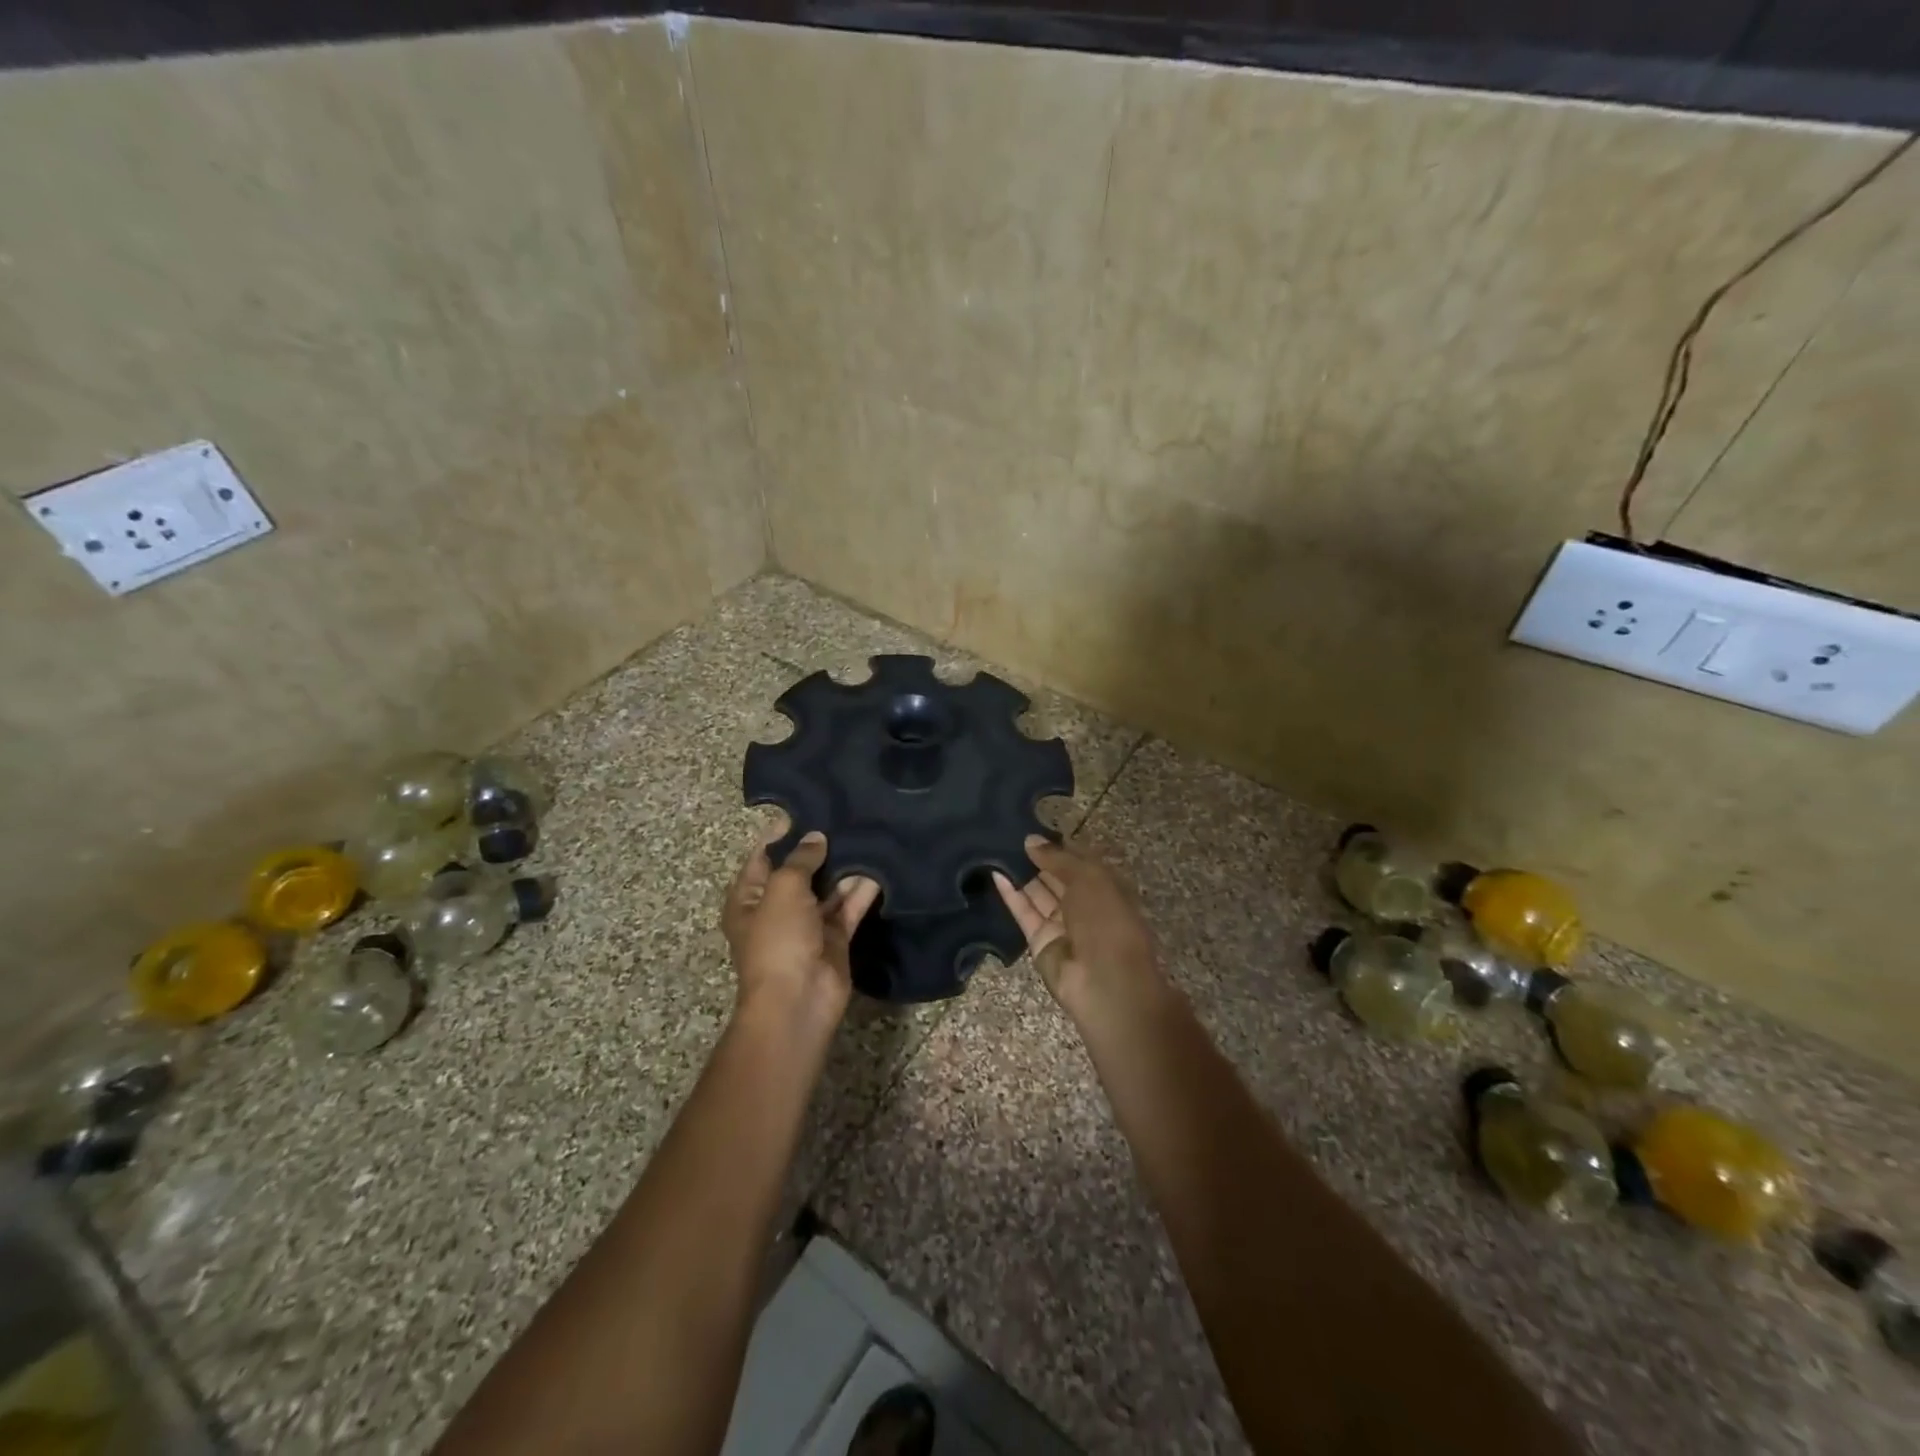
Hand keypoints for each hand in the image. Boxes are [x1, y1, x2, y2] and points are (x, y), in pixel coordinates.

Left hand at [723, 831, 879, 1026]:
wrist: (798, 999)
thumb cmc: (778, 939)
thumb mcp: (783, 889)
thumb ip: (801, 860)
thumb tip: (816, 837)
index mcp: (749, 899)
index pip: (763, 857)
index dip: (782, 835)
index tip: (809, 809)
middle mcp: (777, 909)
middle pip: (799, 872)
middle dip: (819, 849)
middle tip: (846, 817)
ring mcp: (808, 925)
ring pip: (828, 889)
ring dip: (844, 867)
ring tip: (867, 834)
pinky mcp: (835, 938)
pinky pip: (848, 908)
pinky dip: (862, 890)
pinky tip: (880, 865)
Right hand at [992, 836, 1161, 1018]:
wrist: (1105, 982)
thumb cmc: (1106, 920)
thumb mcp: (1088, 878)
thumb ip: (1057, 858)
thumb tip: (1030, 840)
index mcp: (1106, 886)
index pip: (1078, 859)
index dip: (1057, 844)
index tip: (1031, 827)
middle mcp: (1084, 903)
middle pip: (1056, 876)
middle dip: (1035, 857)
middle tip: (1006, 834)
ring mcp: (1061, 923)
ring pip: (1038, 893)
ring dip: (1020, 872)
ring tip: (994, 847)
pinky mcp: (1039, 940)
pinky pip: (1024, 912)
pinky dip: (1010, 893)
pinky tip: (994, 872)